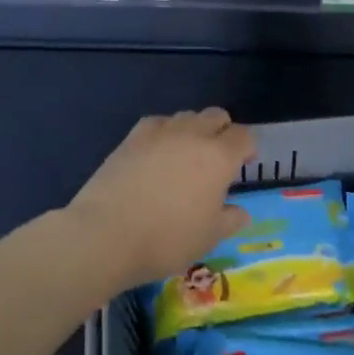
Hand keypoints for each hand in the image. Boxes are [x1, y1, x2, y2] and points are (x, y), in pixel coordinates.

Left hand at [65, 109, 255, 289]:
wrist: (106, 235)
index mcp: (219, 157)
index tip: (242, 166)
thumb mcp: (209, 237)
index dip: (247, 149)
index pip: (243, 136)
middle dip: (222, 132)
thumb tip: (240, 212)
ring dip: (193, 130)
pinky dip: (164, 133)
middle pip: (215, 116)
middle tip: (217, 160)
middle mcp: (192, 136)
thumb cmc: (168, 239)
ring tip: (186, 157)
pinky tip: (157, 155)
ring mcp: (158, 134)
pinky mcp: (130, 139)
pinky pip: (156, 124)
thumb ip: (230, 220)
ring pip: (185, 116)